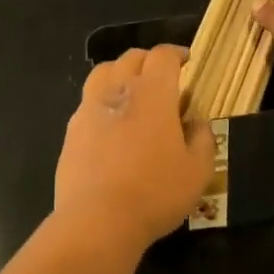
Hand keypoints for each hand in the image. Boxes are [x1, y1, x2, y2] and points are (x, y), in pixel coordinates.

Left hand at [55, 46, 216, 246]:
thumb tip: (197, 123)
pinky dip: (102, 102)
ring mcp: (88, 110)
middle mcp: (117, 91)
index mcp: (152, 93)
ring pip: (102, 73)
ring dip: (120, 74)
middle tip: (162, 77)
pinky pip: (88, 103)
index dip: (176, 54)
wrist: (98, 220)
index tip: (186, 62)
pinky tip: (111, 124)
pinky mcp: (71, 132)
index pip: (162, 56)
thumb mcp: (197, 171)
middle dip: (149, 61)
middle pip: (131, 58)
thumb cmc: (156, 192)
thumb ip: (202, 139)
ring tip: (132, 93)